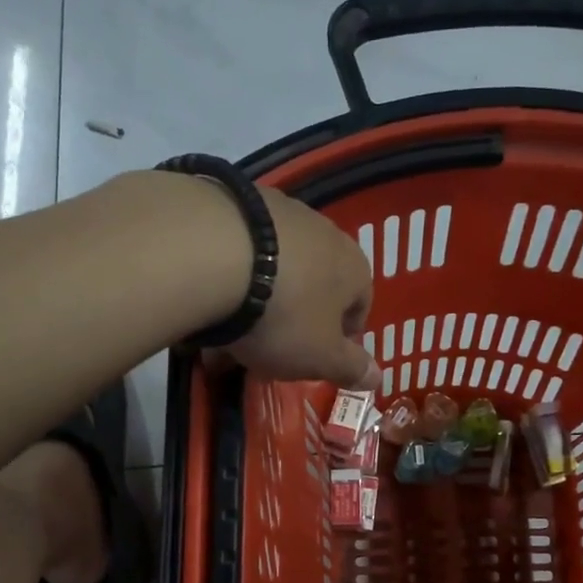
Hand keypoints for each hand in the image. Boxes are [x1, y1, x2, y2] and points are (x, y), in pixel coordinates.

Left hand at [228, 185, 377, 388]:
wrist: (211, 253)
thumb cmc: (283, 315)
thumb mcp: (321, 356)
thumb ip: (351, 368)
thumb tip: (378, 378)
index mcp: (353, 268)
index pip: (360, 305)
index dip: (341, 336)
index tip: (317, 359)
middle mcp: (323, 232)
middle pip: (314, 285)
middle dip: (295, 319)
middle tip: (269, 350)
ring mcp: (279, 213)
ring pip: (275, 269)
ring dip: (259, 299)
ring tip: (227, 333)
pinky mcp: (236, 204)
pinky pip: (240, 252)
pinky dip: (229, 277)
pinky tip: (205, 301)